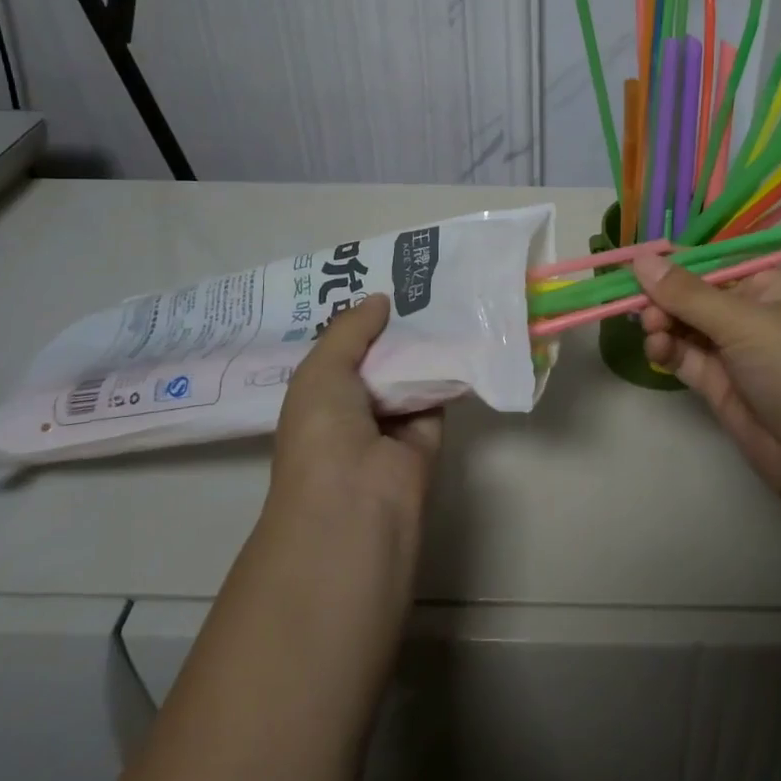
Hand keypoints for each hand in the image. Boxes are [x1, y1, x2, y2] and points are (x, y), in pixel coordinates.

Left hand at [268, 294, 442, 543]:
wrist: (356, 503)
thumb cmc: (322, 433)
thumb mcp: (321, 371)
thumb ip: (350, 330)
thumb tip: (381, 298)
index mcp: (317, 395)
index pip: (339, 348)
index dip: (357, 317)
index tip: (380, 277)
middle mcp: (353, 407)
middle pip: (379, 356)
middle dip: (394, 324)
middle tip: (419, 277)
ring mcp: (391, 423)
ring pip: (410, 372)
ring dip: (424, 342)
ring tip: (445, 291)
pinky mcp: (427, 435)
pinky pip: (439, 393)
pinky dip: (450, 369)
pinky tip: (463, 331)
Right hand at [632, 256, 780, 522]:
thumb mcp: (745, 322)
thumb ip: (687, 293)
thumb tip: (639, 257)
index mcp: (769, 284)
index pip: (712, 262)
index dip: (673, 262)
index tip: (632, 263)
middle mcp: (751, 312)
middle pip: (693, 293)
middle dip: (664, 297)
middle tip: (641, 309)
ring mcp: (735, 350)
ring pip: (685, 325)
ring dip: (663, 323)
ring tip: (653, 331)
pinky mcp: (720, 384)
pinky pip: (685, 356)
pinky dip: (667, 349)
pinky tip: (657, 349)